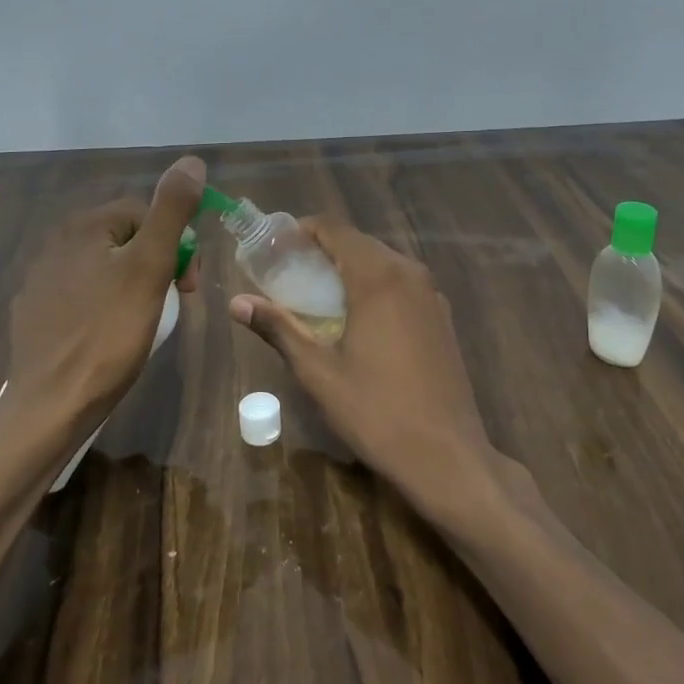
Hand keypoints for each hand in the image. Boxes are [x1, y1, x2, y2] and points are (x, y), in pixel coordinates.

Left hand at [1, 155, 205, 444]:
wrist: (52, 406)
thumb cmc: (110, 334)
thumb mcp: (151, 268)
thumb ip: (171, 211)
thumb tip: (192, 160)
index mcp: (83, 226)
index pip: (146, 213)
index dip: (177, 244)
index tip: (190, 286)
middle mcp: (55, 243)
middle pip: (125, 239)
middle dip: (156, 265)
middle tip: (172, 304)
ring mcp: (39, 280)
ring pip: (104, 268)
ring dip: (132, 286)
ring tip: (144, 323)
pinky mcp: (33, 313)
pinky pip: (81, 295)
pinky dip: (103, 307)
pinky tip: (109, 336)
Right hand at [228, 217, 501, 521]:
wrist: (446, 454)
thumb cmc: (376, 411)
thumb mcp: (318, 372)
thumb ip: (278, 328)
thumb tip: (237, 302)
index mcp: (378, 277)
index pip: (335, 229)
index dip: (302, 231)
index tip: (275, 248)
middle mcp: (409, 273)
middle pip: (359, 243)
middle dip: (323, 251)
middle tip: (287, 274)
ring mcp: (431, 294)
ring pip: (383, 262)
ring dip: (349, 269)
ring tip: (316, 296)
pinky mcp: (442, 316)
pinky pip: (402, 284)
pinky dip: (375, 287)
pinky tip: (357, 319)